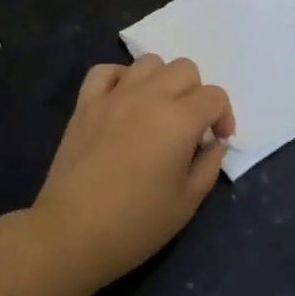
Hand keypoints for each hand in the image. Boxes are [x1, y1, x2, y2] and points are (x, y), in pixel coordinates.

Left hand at [28, 56, 235, 293]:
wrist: (71, 233)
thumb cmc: (136, 224)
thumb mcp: (187, 203)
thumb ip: (209, 165)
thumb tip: (214, 143)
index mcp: (178, 120)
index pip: (214, 96)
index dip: (223, 116)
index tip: (217, 141)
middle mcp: (148, 97)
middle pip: (184, 69)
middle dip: (196, 93)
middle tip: (189, 127)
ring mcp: (113, 96)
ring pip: (148, 62)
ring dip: (161, 81)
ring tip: (157, 111)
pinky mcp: (85, 103)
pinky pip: (105, 71)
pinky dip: (120, 78)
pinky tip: (123, 101)